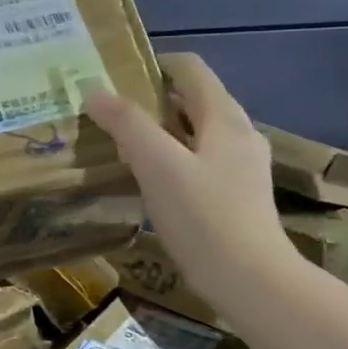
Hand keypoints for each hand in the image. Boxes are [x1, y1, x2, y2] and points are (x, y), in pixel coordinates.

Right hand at [85, 53, 299, 312]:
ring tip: (123, 149)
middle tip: (110, 117)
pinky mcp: (239, 196)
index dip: (152, 65)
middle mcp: (239, 133)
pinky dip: (173, 161)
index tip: (115, 80)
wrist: (252, 283)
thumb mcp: (158, 166)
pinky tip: (151, 184)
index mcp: (224, 117)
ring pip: (195, 133)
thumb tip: (94, 91)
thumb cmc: (204, 218)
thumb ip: (127, 124)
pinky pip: (200, 162)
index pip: (189, 68)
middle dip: (150, 102)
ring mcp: (243, 166)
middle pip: (192, 100)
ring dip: (160, 133)